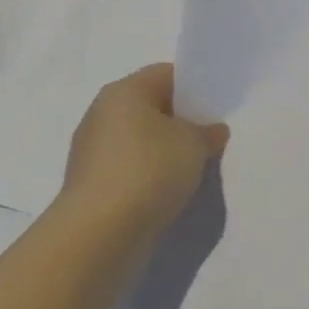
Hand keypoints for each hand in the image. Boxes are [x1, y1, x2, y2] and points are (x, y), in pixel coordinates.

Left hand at [61, 64, 229, 231]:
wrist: (98, 235)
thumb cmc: (149, 170)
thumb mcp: (194, 144)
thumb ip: (208, 132)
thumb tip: (212, 131)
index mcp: (124, 91)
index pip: (166, 74)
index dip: (195, 87)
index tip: (217, 108)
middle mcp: (102, 113)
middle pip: (151, 106)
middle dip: (181, 121)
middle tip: (210, 138)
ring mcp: (92, 151)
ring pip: (140, 140)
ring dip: (165, 151)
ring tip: (193, 168)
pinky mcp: (90, 184)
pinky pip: (129, 168)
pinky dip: (148, 176)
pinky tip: (168, 191)